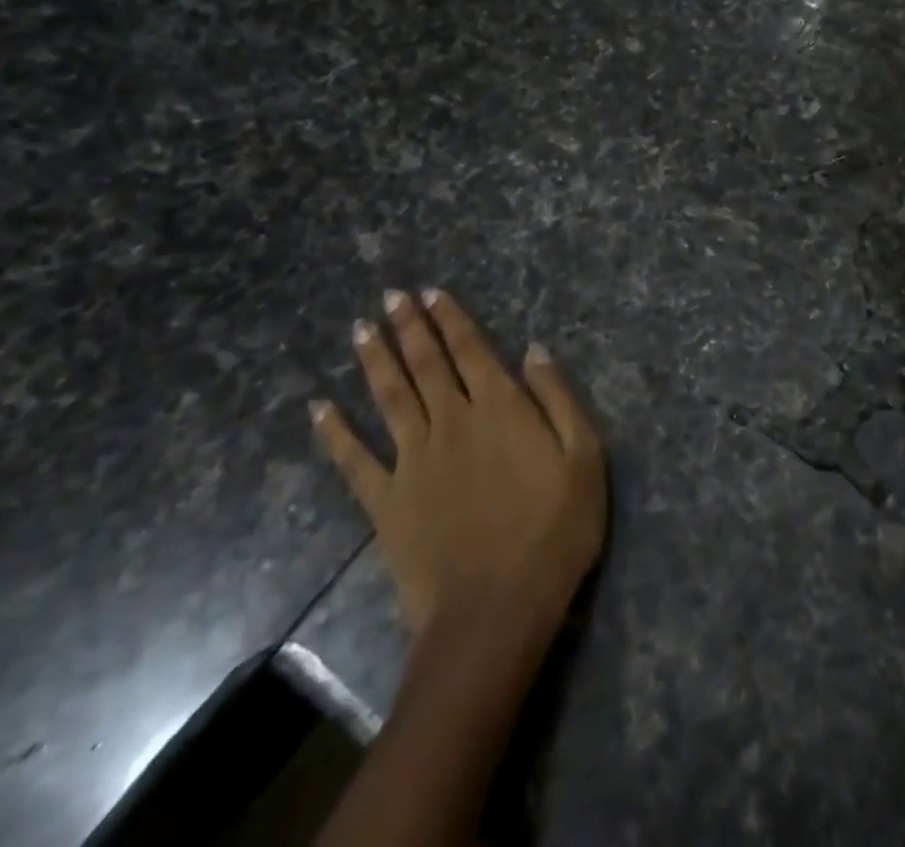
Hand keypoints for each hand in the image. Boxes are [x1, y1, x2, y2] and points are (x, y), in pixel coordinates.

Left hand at [311, 289, 607, 641]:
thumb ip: (558, 399)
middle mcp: (452, 422)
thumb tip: (535, 350)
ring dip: (375, 360)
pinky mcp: (386, 503)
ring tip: (360, 329)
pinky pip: (354, 461)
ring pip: (389, 397)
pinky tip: (319, 409)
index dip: (451, 319)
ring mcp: (413, 461)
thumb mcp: (585, 458)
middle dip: (409, 327)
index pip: (472, 350)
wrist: (495, 611)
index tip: (431, 293)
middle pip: (426, 364)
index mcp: (500, 408)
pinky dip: (334, 433)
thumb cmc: (555, 531)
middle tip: (390, 295)